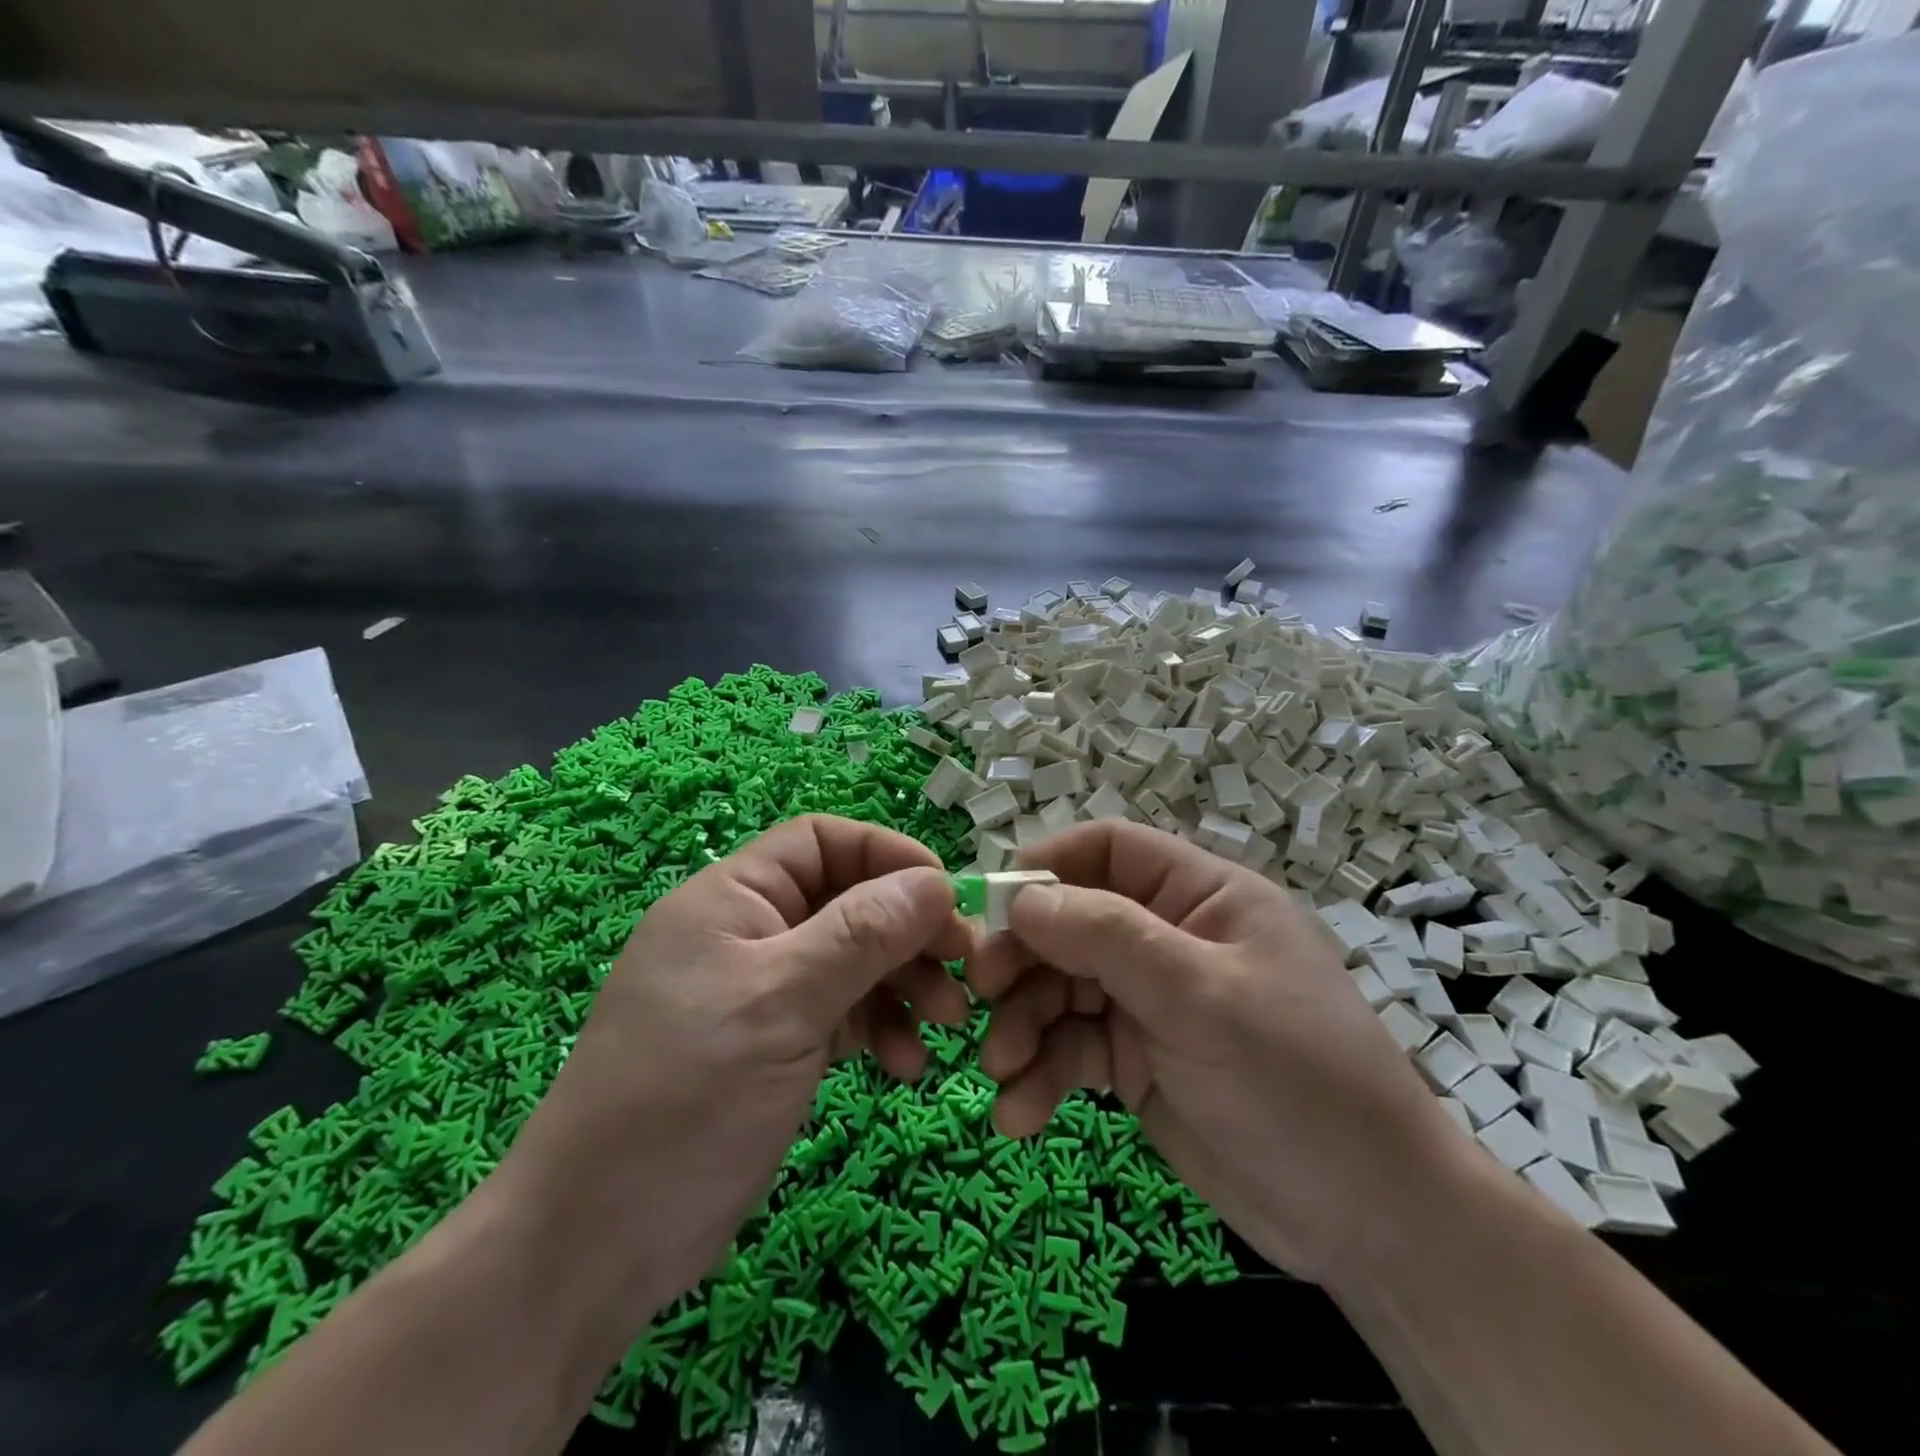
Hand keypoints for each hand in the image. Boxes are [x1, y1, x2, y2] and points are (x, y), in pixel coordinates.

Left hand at [497, 814, 972, 1326]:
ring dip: (904, 985)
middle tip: (965, 969)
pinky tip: (905, 1067)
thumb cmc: (687, 1097)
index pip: (823, 841)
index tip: (945, 896)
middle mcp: (749, 932)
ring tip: (946, 1025)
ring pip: (853, 959)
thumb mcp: (783, 1003)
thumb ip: (862, 934)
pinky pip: (843, 1013)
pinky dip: (880, 1029)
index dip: (888, 856)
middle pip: (848, 901)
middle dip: (908, 931)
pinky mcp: (775, 1044)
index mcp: (733, 898)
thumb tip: (935, 881)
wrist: (598, 1243)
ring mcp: (763, 991)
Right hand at [966, 821, 1469, 1285]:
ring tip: (1000, 1073)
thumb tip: (1021, 898)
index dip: (1049, 866)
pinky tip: (1019, 1116)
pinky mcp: (1136, 1062)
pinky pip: (1072, 1051)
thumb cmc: (1296, 1080)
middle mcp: (1168, 940)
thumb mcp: (1201, 997)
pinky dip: (1041, 1077)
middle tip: (980, 997)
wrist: (1369, 1222)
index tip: (995, 906)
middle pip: (1071, 923)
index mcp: (1200, 897)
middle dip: (1023, 960)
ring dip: (1023, 1027)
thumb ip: (1108, 938)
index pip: (1110, 850)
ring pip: (1061, 990)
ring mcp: (1149, 1002)